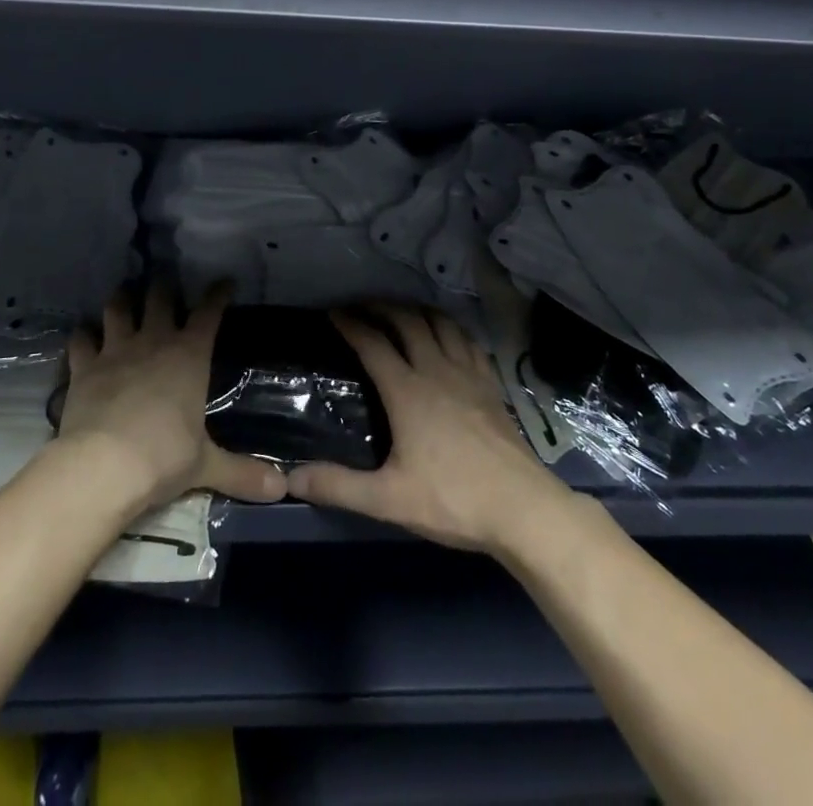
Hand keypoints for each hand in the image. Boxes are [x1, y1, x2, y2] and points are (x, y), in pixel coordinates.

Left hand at [57, 281, 286, 511]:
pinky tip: (84, 336)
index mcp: (190, 355)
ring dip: (121, 299)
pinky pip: (80, 340)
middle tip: (165, 282)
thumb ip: (242, 472)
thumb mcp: (207, 465)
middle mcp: (154, 341)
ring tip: (124, 294)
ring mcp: (115, 350)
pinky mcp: (84, 367)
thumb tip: (282, 490)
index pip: (209, 312)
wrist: (104, 466)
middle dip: (164, 286)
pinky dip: (82, 336)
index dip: (218, 294)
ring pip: (117, 307)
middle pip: (160, 297)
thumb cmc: (164, 457)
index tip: (224, 282)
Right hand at [284, 305, 573, 553]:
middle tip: (361, 305)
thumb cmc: (453, 500)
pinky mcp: (491, 384)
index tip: (332, 313)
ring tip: (400, 310)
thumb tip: (291, 477)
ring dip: (416, 310)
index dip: (350, 324)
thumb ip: (339, 486)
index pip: (372, 343)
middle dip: (381, 306)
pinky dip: (450, 327)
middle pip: (407, 321)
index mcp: (407, 391)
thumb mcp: (389, 499)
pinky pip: (467, 340)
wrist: (522, 507)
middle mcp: (436, 370)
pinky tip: (447, 335)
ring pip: (440, 323)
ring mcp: (468, 373)